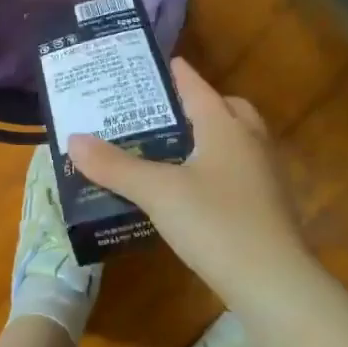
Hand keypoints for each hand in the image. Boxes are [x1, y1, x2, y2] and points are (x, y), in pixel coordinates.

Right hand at [69, 59, 307, 292]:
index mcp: (225, 127)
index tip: (161, 63)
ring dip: (213, 136)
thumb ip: (115, 166)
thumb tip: (74, 140)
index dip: (178, 74)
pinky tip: (197, 190)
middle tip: (168, 112)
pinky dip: (220, 167)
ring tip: (176, 148)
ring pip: (238, 140)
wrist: (273, 283)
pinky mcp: (268, 207)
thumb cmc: (215, 223)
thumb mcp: (157, 192)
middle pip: (228, 109)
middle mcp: (250, 143)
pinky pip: (241, 171)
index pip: (198, 88)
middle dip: (201, 104)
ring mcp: (265, 176)